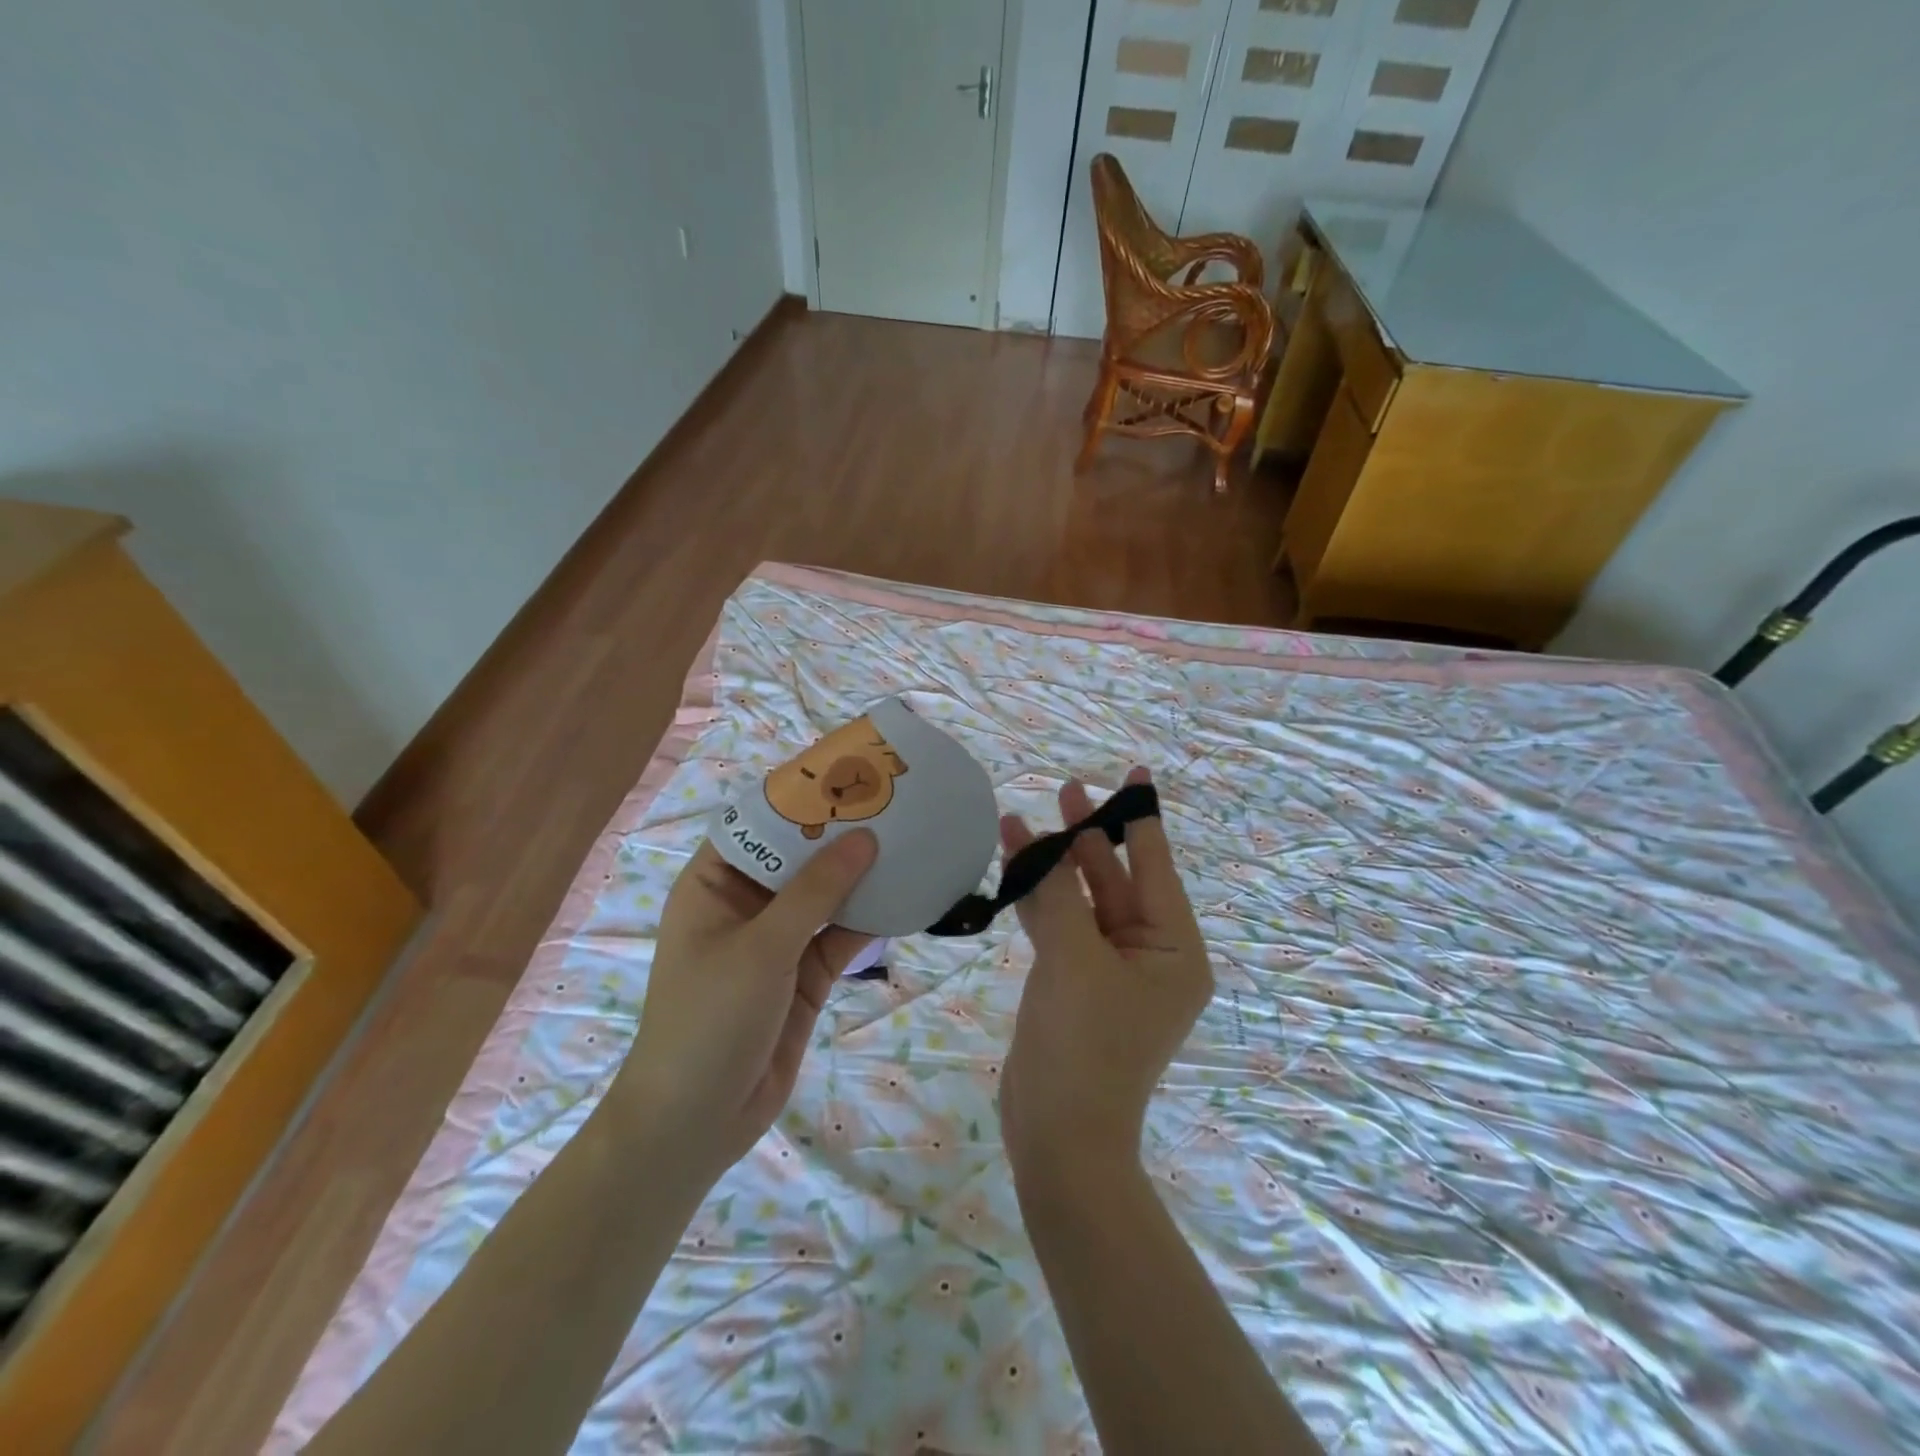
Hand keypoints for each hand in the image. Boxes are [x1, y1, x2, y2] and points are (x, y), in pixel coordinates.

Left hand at [612, 832, 876, 1183]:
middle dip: (840, 835)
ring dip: (861, 875)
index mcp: (713, 885)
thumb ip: (815, 892)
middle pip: (798, 857)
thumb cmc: (709, 1020)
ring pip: (825, 895)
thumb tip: (865, 838)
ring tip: (909, 838)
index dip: (799, 798)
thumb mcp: (762, 948)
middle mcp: (746, 905)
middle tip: (891, 803)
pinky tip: (907, 895)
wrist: (697, 1122)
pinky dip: (870, 919)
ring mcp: (778, 941)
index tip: (846, 774)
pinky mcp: (803, 974)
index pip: (757, 824)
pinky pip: (840, 935)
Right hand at [999, 769, 1212, 1182]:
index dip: (1140, 818)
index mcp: (1174, 948)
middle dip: (1087, 837)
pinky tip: (1012, 866)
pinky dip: (1038, 900)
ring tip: (1020, 820)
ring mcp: (1110, 970)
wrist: (1059, 1138)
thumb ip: (1058, 895)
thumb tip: (1044, 842)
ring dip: (1053, 866)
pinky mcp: (1075, 983)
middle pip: (1116, 879)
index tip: (1134, 774)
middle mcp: (1151, 954)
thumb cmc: (1084, 1045)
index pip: (1156, 867)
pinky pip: (1060, 927)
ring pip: (1081, 901)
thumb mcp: (1073, 959)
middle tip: (1064, 789)